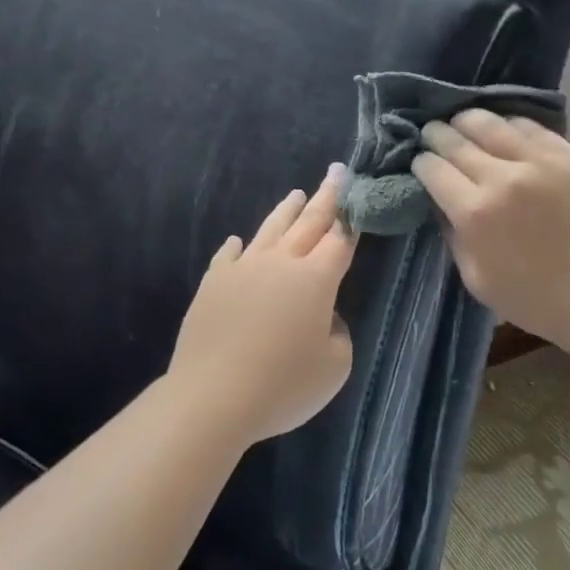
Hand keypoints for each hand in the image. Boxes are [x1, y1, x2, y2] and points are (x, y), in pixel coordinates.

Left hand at [167, 163, 357, 446]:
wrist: (213, 397)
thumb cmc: (283, 385)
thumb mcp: (334, 367)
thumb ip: (338, 334)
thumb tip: (323, 316)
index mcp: (316, 279)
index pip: (340, 241)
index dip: (352, 221)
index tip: (357, 199)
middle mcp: (281, 263)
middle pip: (309, 222)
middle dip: (326, 196)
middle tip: (336, 172)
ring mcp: (243, 269)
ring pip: (270, 230)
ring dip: (286, 211)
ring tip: (296, 194)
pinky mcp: (213, 283)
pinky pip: (228, 256)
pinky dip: (237, 246)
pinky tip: (237, 241)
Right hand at [412, 111, 569, 358]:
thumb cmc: (537, 299)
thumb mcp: (477, 279)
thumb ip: (452, 236)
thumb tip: (440, 202)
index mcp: (474, 213)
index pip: (432, 168)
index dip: (420, 163)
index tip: (421, 165)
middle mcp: (501, 177)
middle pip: (454, 139)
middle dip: (435, 136)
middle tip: (432, 135)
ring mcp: (538, 160)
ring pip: (488, 121)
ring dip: (466, 121)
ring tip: (462, 124)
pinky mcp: (567, 153)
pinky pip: (527, 125)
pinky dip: (506, 124)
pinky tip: (502, 130)